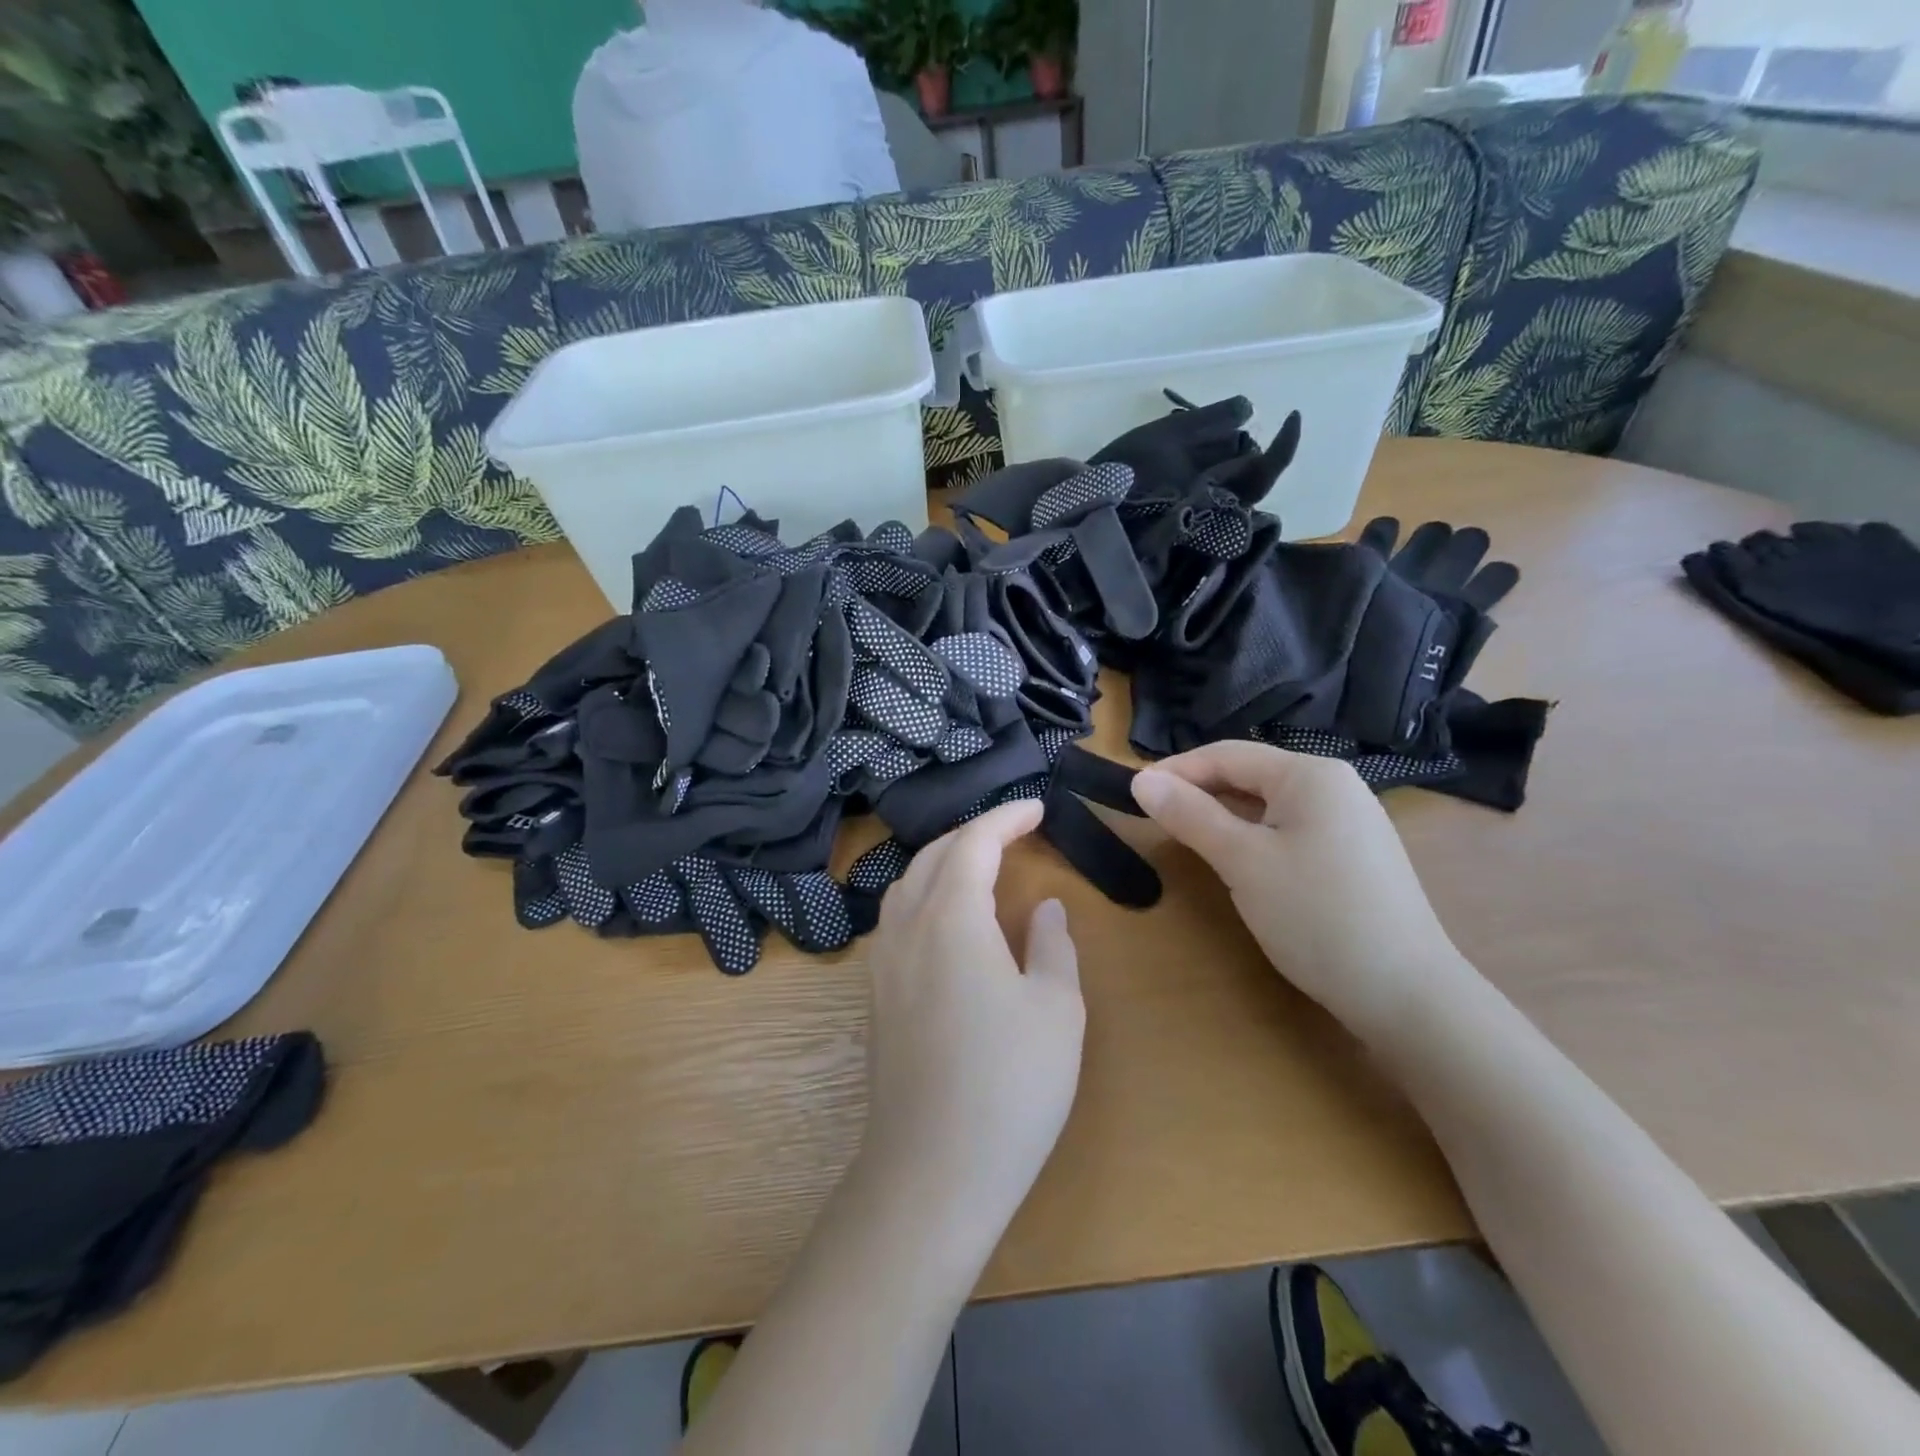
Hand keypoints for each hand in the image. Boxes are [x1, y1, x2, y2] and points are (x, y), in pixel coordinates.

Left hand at [858, 800, 1084, 1240]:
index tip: (1037, 808)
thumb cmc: (1009, 1085)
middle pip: (932, 856)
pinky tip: (948, 923)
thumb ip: (1053, 946)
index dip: (1005, 818)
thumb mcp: (1057, 1009)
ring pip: (905, 885)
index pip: (973, 843)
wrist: (932, 1171)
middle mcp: (906, 927)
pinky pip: (896, 919)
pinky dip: (924, 897)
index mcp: (951, 917)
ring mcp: (882, 963)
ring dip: (942, 863)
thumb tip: (1045, 909)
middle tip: (1012, 833)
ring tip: (980, 868)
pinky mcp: (875, 996)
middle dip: (972, 834)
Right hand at [1131, 742, 1472, 1042]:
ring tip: (1185, 836)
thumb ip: (1190, 815)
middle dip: (1199, 791)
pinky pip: (1289, 828)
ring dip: (1223, 815)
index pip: (1227, 755)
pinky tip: (1237, 860)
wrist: (1408, 995)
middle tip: (1153, 817)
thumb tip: (1140, 779)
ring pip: (1268, 804)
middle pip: (1249, 775)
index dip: (1176, 770)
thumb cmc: (1317, 916)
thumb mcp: (1242, 861)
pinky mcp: (1353, 853)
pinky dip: (1253, 835)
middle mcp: (1334, 785)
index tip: (1133, 793)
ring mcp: (1349, 819)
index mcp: (1310, 774)